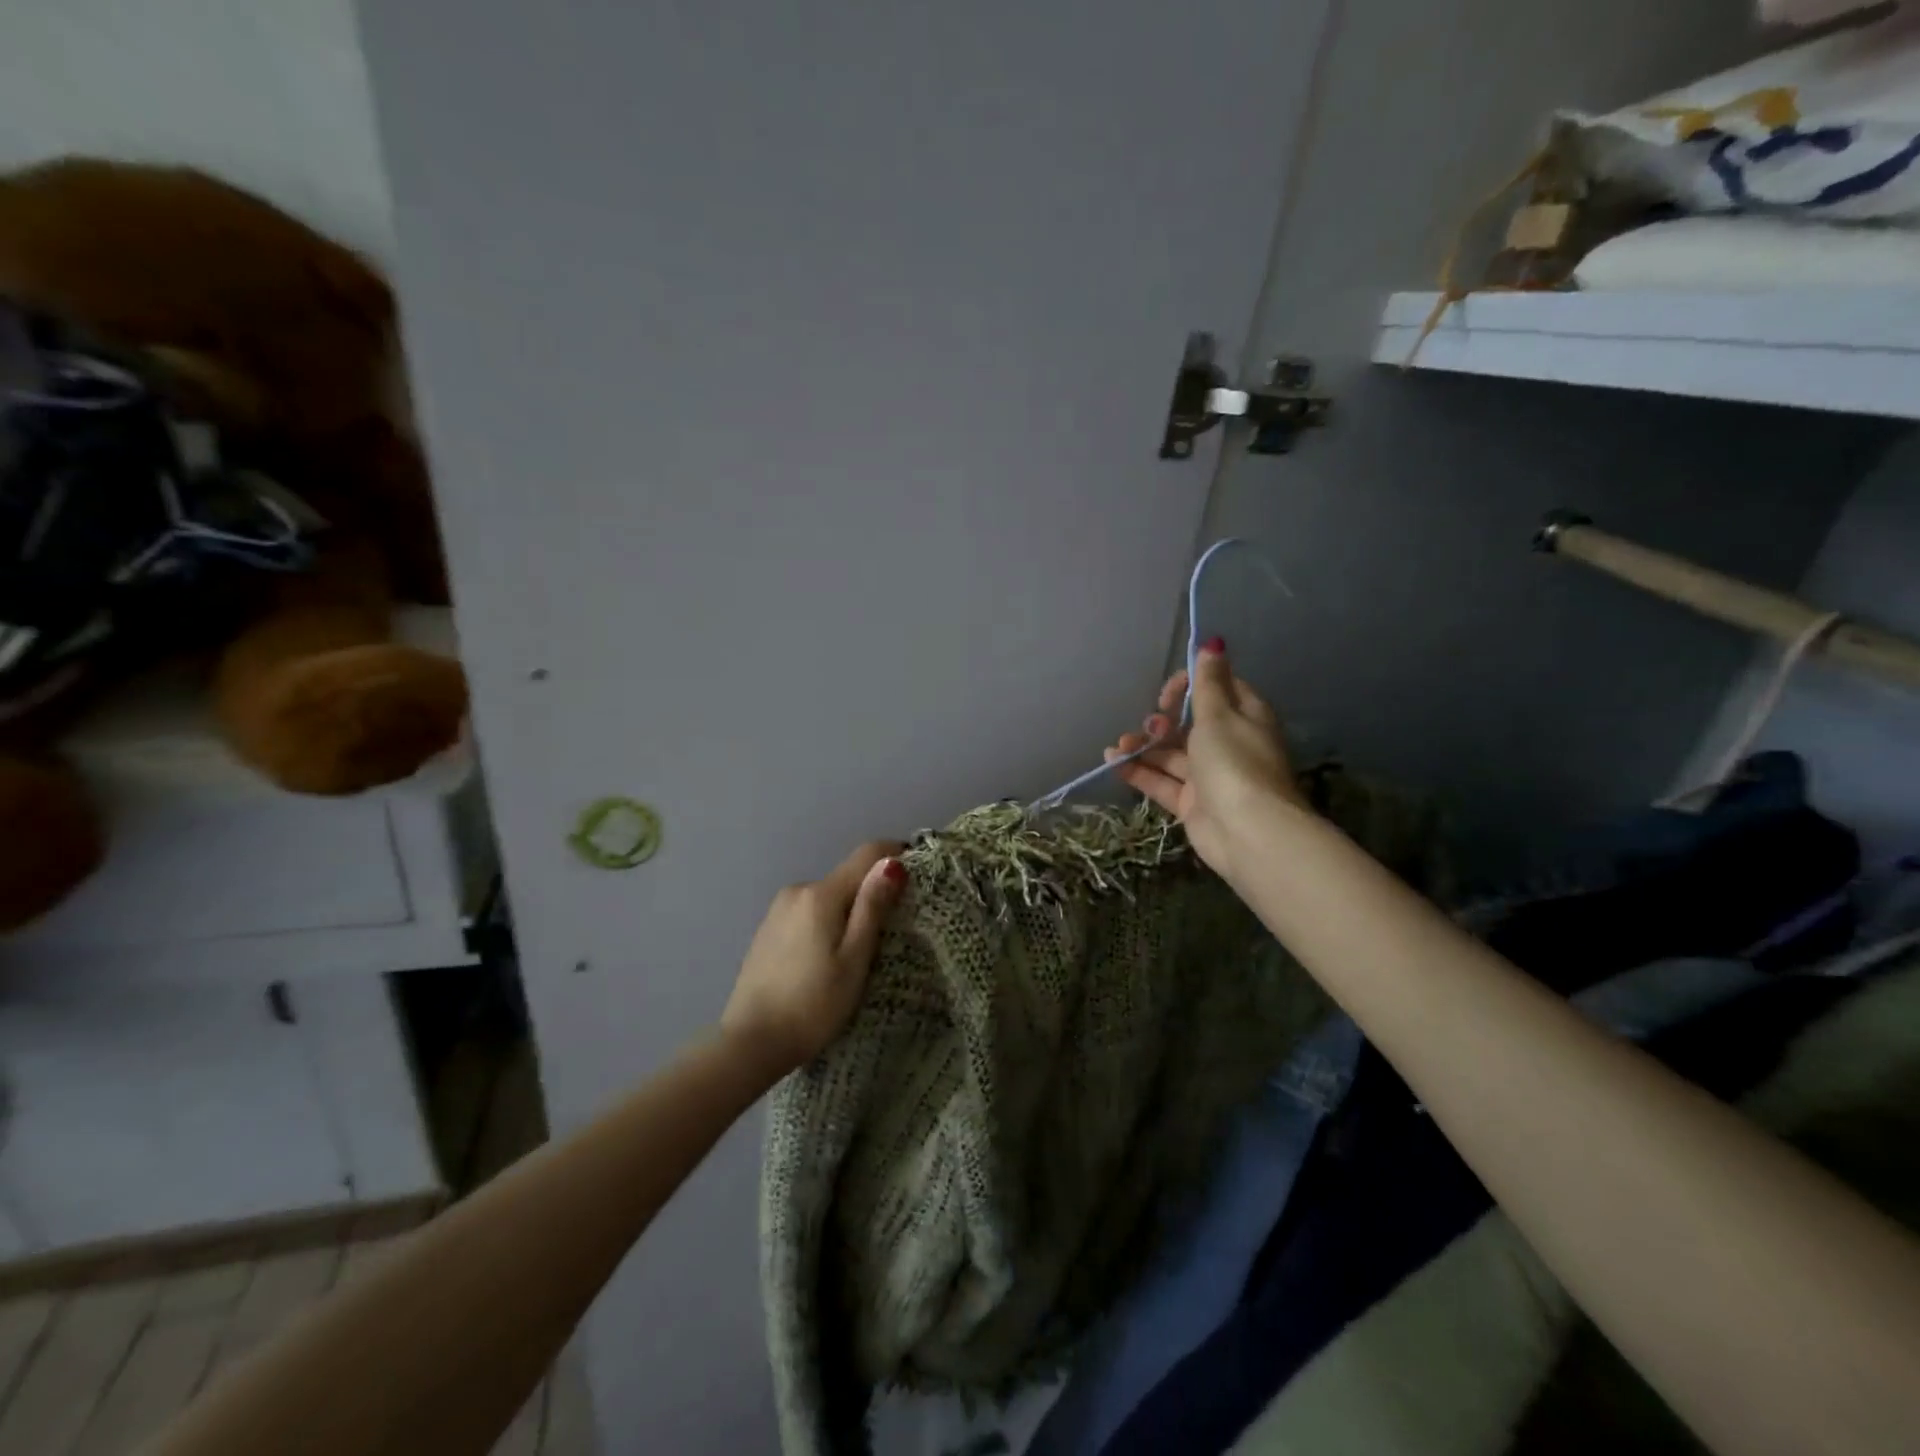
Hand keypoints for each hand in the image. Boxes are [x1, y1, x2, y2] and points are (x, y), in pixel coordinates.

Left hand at [721, 840, 907, 1075]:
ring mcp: (778, 909)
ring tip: (859, 953)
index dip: (896, 856)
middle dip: (872, 893)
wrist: (750, 1043)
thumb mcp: (854, 959)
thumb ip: (872, 907)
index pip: (868, 854)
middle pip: (847, 877)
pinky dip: (826, 923)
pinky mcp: (768, 929)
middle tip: (892, 932)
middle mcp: (798, 890)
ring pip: (827, 897)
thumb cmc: (813, 1004)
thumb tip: (892, 862)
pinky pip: (809, 913)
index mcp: (821, 894)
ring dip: (848, 911)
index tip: (917, 879)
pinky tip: (826, 959)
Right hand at [1104, 641, 1308, 881]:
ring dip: (1144, 745)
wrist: (1248, 832)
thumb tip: (1213, 644)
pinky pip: (1163, 781)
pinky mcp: (1193, 803)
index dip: (1189, 684)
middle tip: (1151, 722)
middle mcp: (1229, 743)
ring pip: (1172, 754)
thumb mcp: (1218, 715)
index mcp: (1245, 716)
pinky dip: (1140, 771)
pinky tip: (1114, 762)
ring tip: (1119, 745)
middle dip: (1163, 719)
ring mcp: (1210, 776)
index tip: (1168, 693)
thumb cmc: (1235, 763)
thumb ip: (1208, 683)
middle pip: (1190, 723)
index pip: (1217, 688)